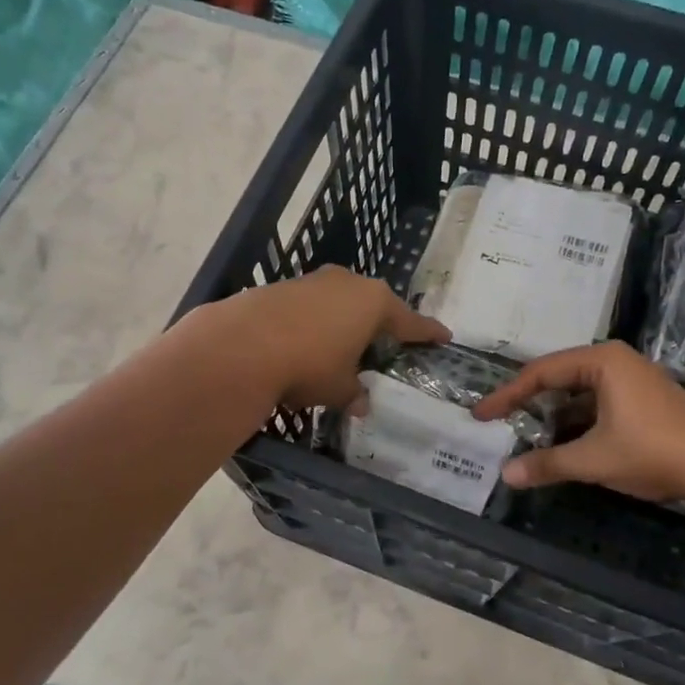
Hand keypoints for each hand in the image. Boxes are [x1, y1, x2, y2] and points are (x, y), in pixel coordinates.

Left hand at [193, 267, 448, 409]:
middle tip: (387, 345)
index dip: (428, 333)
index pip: (411, 321)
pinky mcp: (282, 286)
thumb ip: (354, 393)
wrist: (241, 345)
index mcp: (374, 303)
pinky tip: (305, 345)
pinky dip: (314, 324)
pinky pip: (310, 307)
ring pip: (339, 303)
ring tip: (341, 349)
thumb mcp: (339, 388)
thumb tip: (360, 404)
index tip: (443, 337)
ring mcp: (313, 281)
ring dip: (343, 323)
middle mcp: (348, 283)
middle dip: (380, 325)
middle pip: (374, 305)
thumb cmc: (309, 365)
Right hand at [473, 341, 684, 503]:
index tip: (481, 415)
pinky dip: (579, 424)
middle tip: (501, 424)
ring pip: (580, 395)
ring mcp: (634, 381)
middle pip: (559, 379)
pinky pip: (599, 406)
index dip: (507, 396)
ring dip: (555, 418)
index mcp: (602, 362)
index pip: (540, 373)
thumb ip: (548, 464)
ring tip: (528, 440)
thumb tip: (506, 475)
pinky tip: (566, 447)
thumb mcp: (594, 459)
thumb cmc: (653, 451)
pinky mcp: (646, 402)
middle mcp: (616, 363)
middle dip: (530, 405)